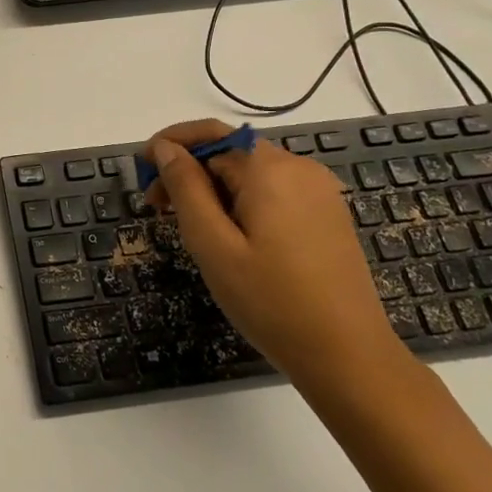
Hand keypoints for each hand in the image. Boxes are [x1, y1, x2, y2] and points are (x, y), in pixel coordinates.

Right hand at [145, 121, 402, 386]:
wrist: (349, 358)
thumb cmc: (271, 301)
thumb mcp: (212, 244)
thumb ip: (185, 187)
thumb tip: (164, 147)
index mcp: (269, 168)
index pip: (209, 134)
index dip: (169, 145)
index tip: (141, 172)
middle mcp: (298, 168)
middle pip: (229, 152)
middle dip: (189, 171)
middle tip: (158, 210)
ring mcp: (318, 191)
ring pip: (249, 173)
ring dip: (213, 189)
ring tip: (192, 230)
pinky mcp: (326, 215)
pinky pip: (272, 192)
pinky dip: (241, 202)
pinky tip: (231, 238)